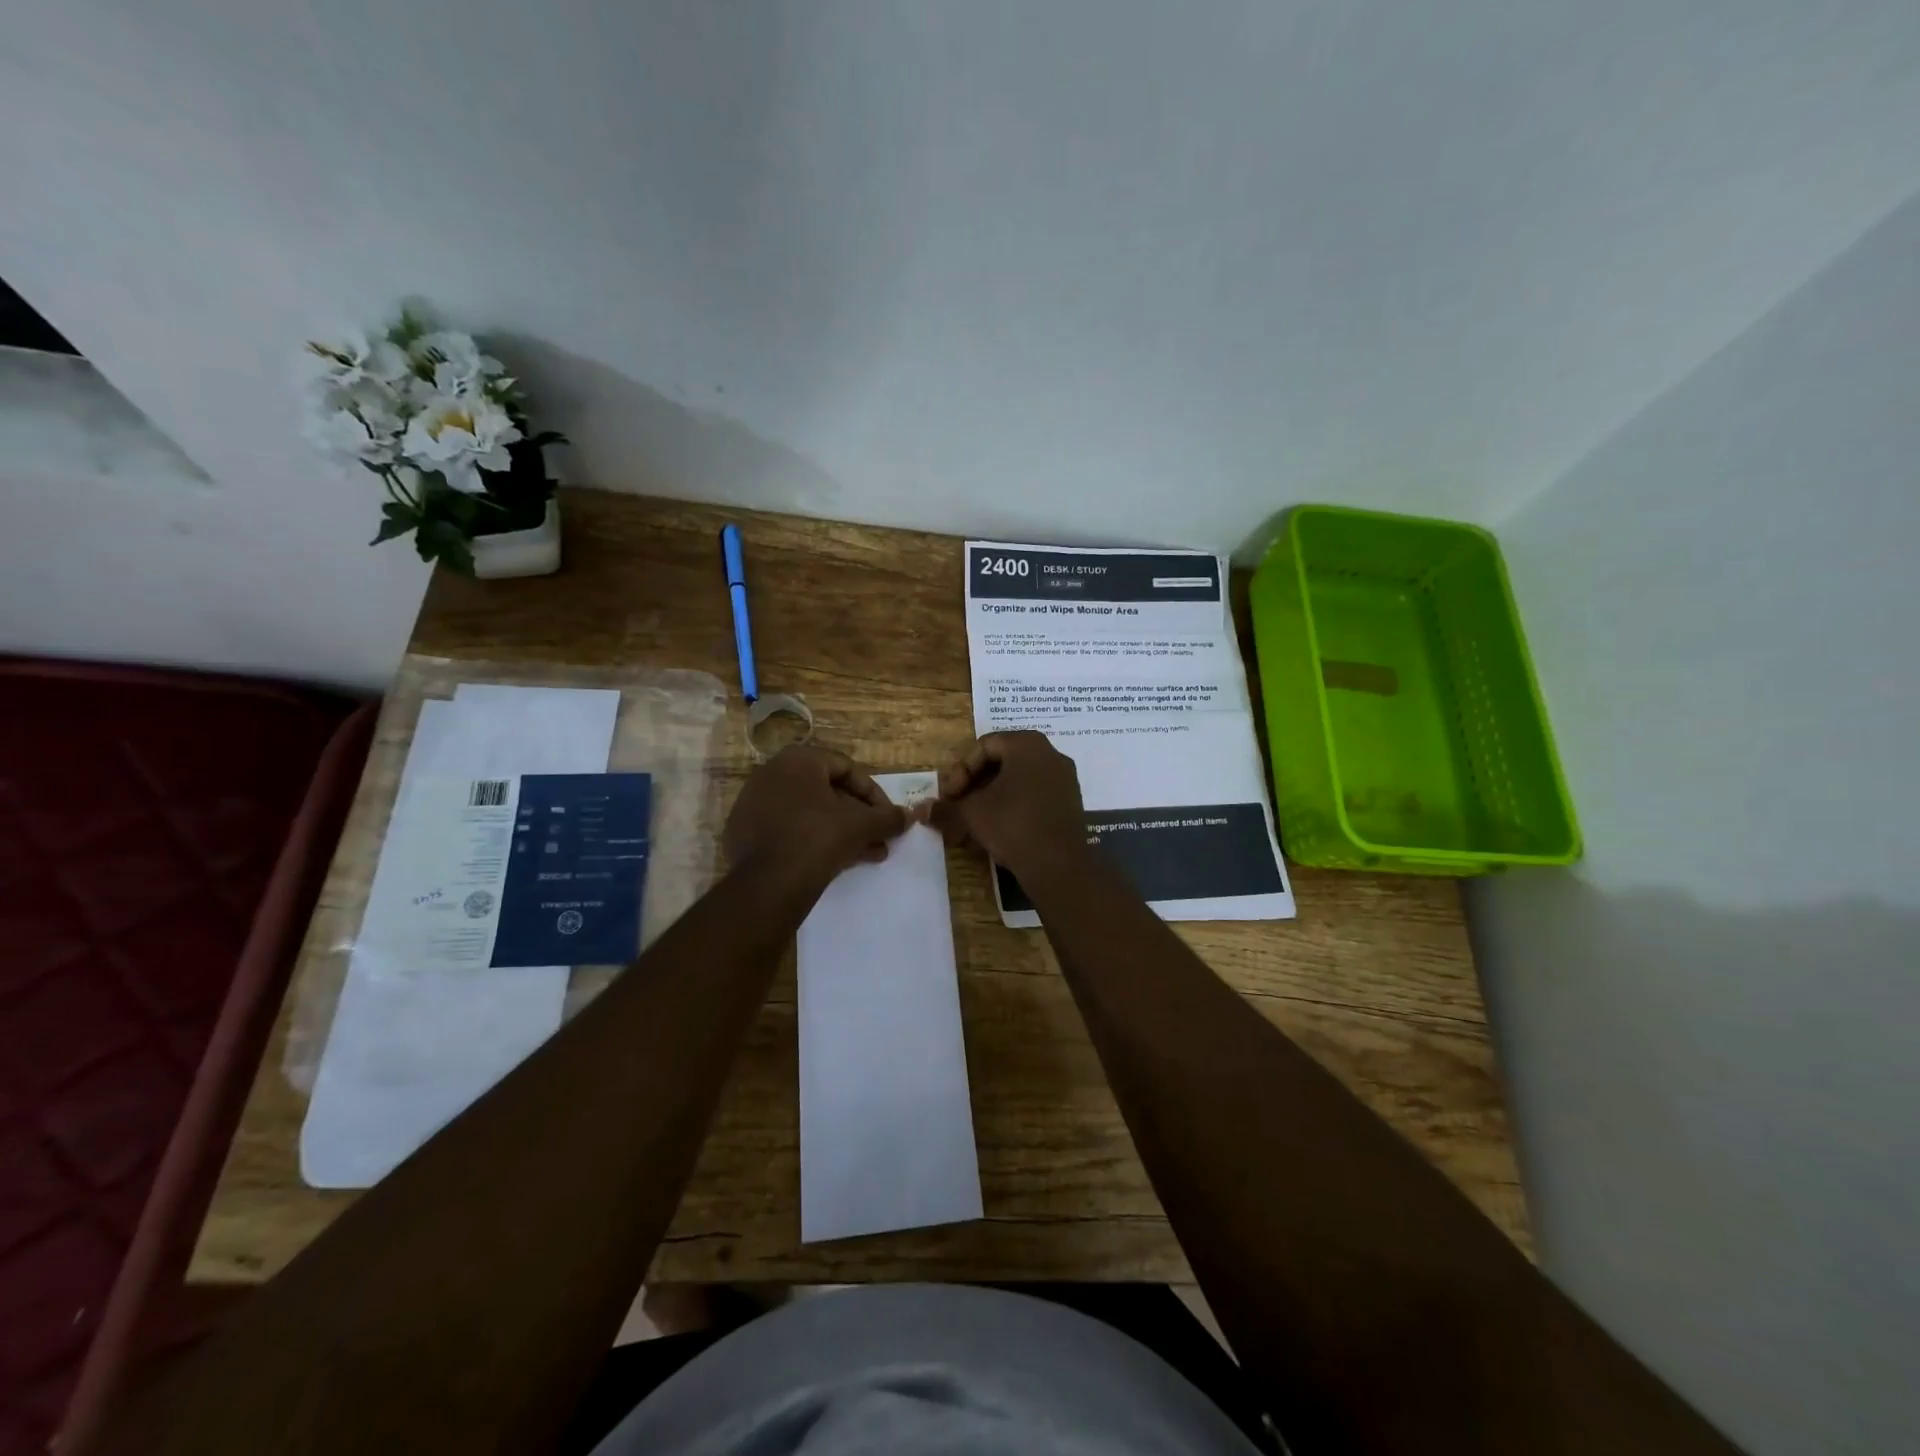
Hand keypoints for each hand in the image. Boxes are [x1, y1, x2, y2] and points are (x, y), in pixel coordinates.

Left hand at [724, 745, 909, 891]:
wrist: (767, 885)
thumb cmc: (818, 839)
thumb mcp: (861, 826)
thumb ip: (888, 817)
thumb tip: (910, 816)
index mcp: (798, 760)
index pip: (846, 769)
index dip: (874, 795)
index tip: (888, 818)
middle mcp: (771, 773)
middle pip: (827, 792)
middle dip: (858, 817)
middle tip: (879, 838)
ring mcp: (753, 803)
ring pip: (809, 813)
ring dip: (841, 831)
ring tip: (867, 855)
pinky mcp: (744, 832)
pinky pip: (788, 829)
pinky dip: (812, 840)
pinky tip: (835, 863)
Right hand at [930, 731, 1086, 881]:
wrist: (1059, 865)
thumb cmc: (1012, 824)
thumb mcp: (972, 813)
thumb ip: (945, 808)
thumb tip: (920, 810)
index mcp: (1027, 744)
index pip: (984, 746)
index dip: (960, 770)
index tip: (950, 796)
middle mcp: (1050, 754)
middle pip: (1002, 762)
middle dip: (974, 786)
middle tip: (958, 806)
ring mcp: (1064, 779)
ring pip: (1017, 782)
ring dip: (991, 799)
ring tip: (972, 823)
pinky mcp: (1070, 803)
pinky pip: (1033, 797)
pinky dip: (1012, 808)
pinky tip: (996, 832)